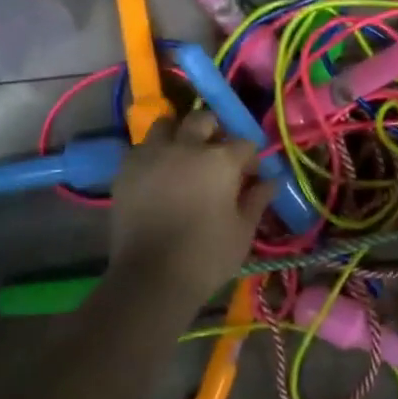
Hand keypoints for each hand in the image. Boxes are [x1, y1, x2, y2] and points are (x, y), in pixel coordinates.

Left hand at [108, 108, 272, 308]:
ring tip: (183, 155)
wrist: (151, 278)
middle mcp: (186, 146)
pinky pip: (142, 148)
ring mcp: (152, 154)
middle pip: (202, 120)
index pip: (244, 143)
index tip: (252, 175)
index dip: (251, 158)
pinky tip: (158, 174)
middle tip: (216, 154)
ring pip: (167, 124)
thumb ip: (257, 200)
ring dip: (179, 134)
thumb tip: (271, 181)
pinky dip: (154, 154)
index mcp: (220, 159)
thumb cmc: (207, 256)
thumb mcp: (243, 231)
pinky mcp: (126, 169)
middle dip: (214, 130)